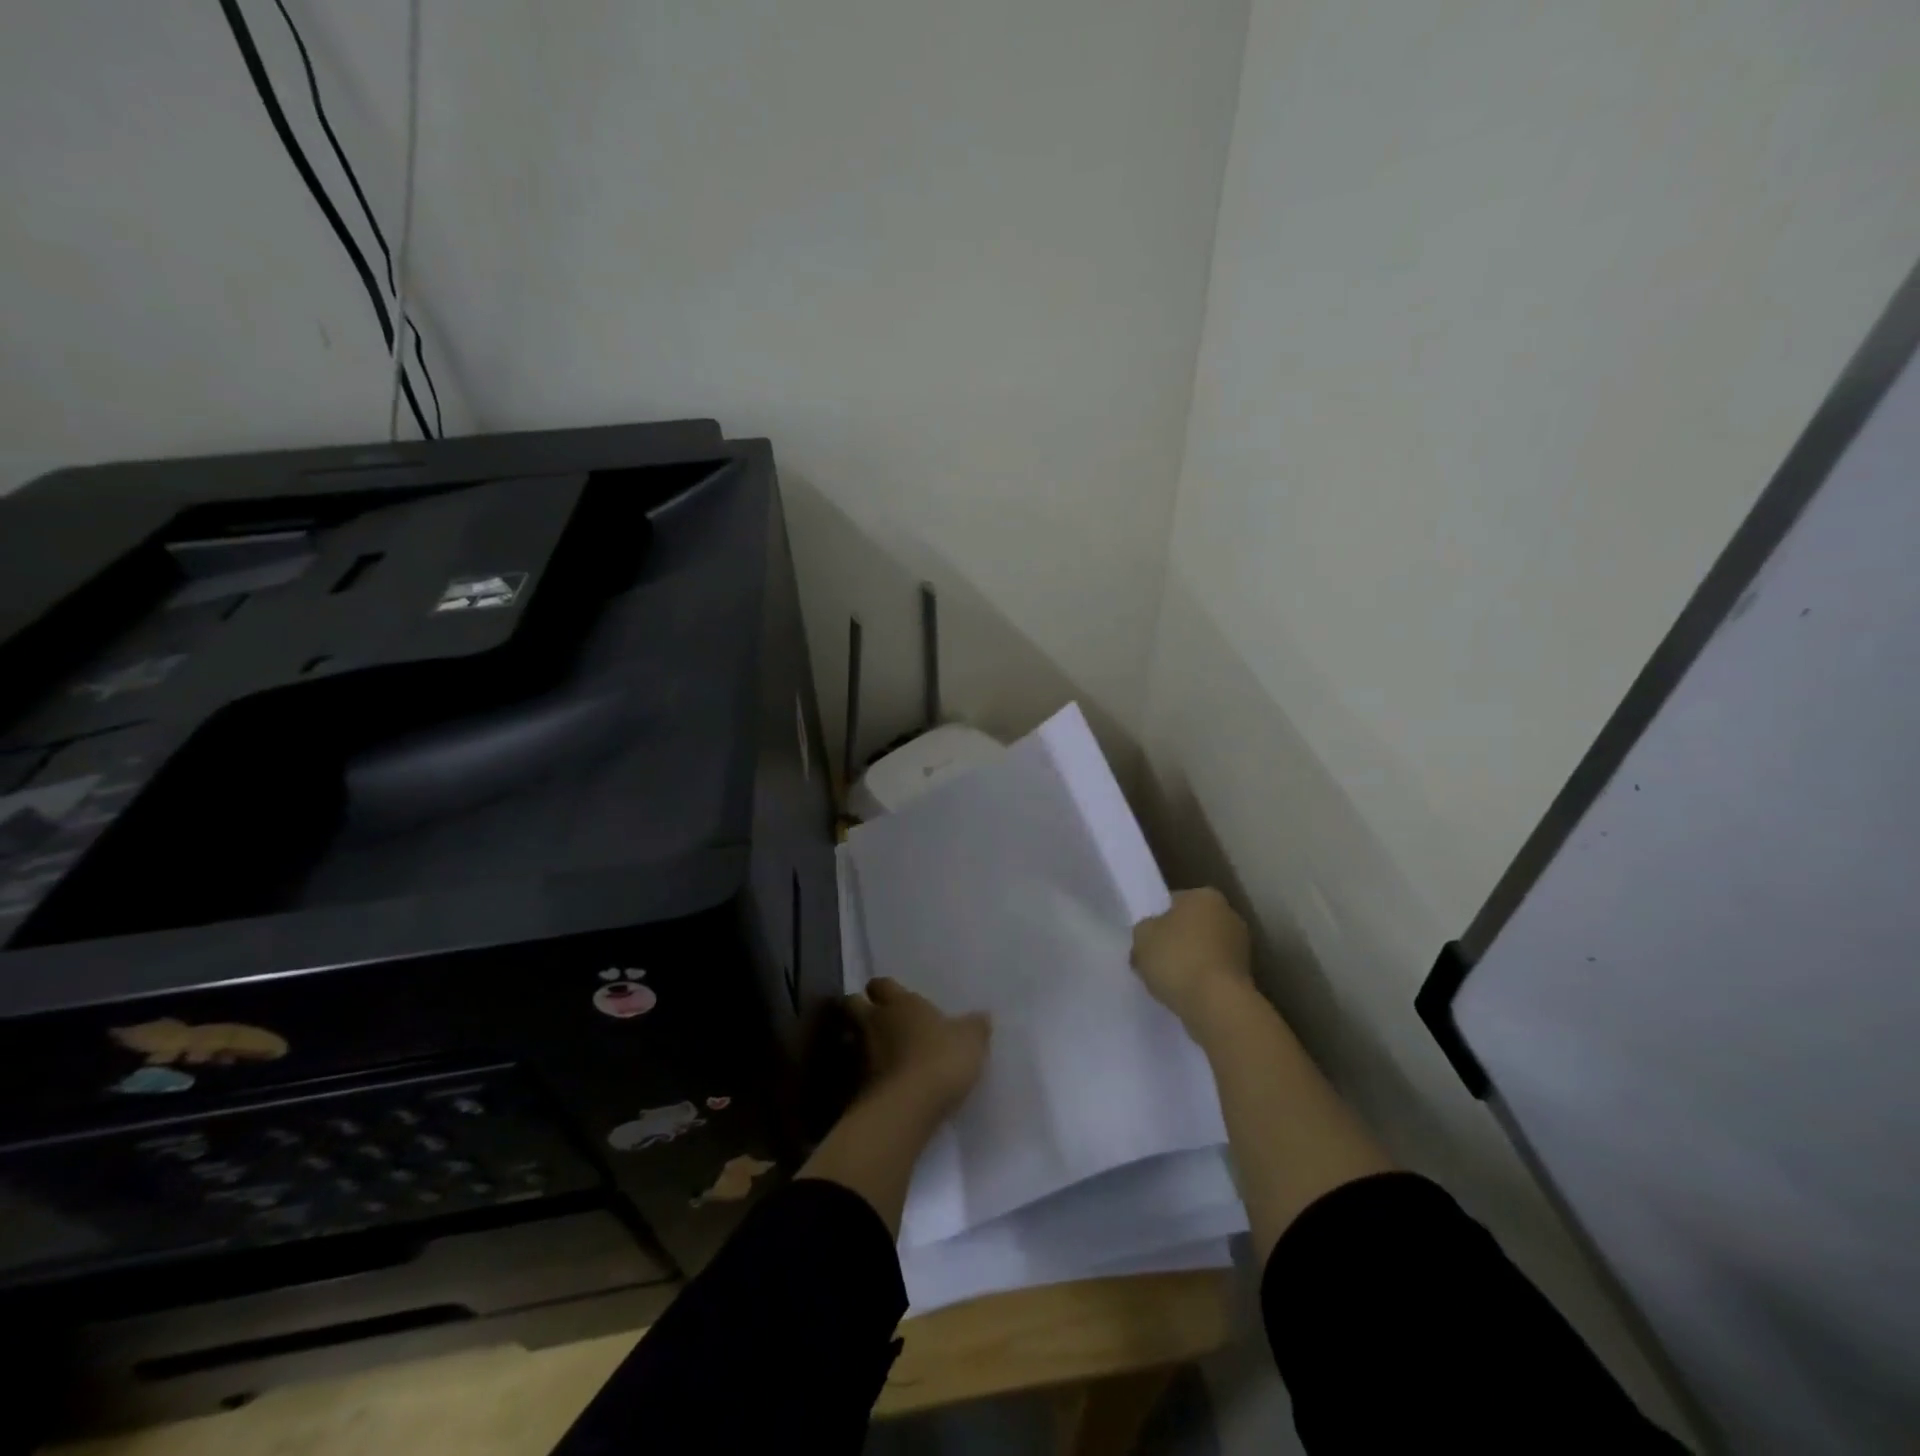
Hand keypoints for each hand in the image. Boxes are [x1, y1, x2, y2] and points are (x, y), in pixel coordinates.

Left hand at [850, 978, 990, 1118]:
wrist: (908, 1107)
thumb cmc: (941, 1058)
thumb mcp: (970, 1040)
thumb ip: (975, 1027)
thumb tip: (982, 1016)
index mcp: (900, 1003)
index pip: (881, 984)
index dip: (884, 989)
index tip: (891, 995)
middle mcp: (875, 1022)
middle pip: (853, 1005)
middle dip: (861, 1007)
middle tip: (877, 1017)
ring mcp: (862, 1055)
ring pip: (853, 1038)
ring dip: (863, 1041)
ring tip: (882, 1051)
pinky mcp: (859, 1086)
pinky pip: (860, 1071)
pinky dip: (869, 1073)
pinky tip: (886, 1081)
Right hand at [1131, 887, 1253, 1028]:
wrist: (1217, 1004)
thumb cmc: (1177, 959)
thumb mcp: (1142, 936)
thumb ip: (1144, 930)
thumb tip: (1150, 936)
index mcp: (1205, 896)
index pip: (1174, 901)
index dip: (1157, 919)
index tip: (1146, 938)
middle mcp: (1229, 914)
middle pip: (1192, 925)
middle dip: (1176, 940)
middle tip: (1154, 960)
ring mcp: (1241, 946)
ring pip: (1204, 950)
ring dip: (1190, 962)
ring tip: (1168, 982)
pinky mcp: (1246, 976)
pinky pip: (1213, 972)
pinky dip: (1201, 980)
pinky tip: (1185, 994)